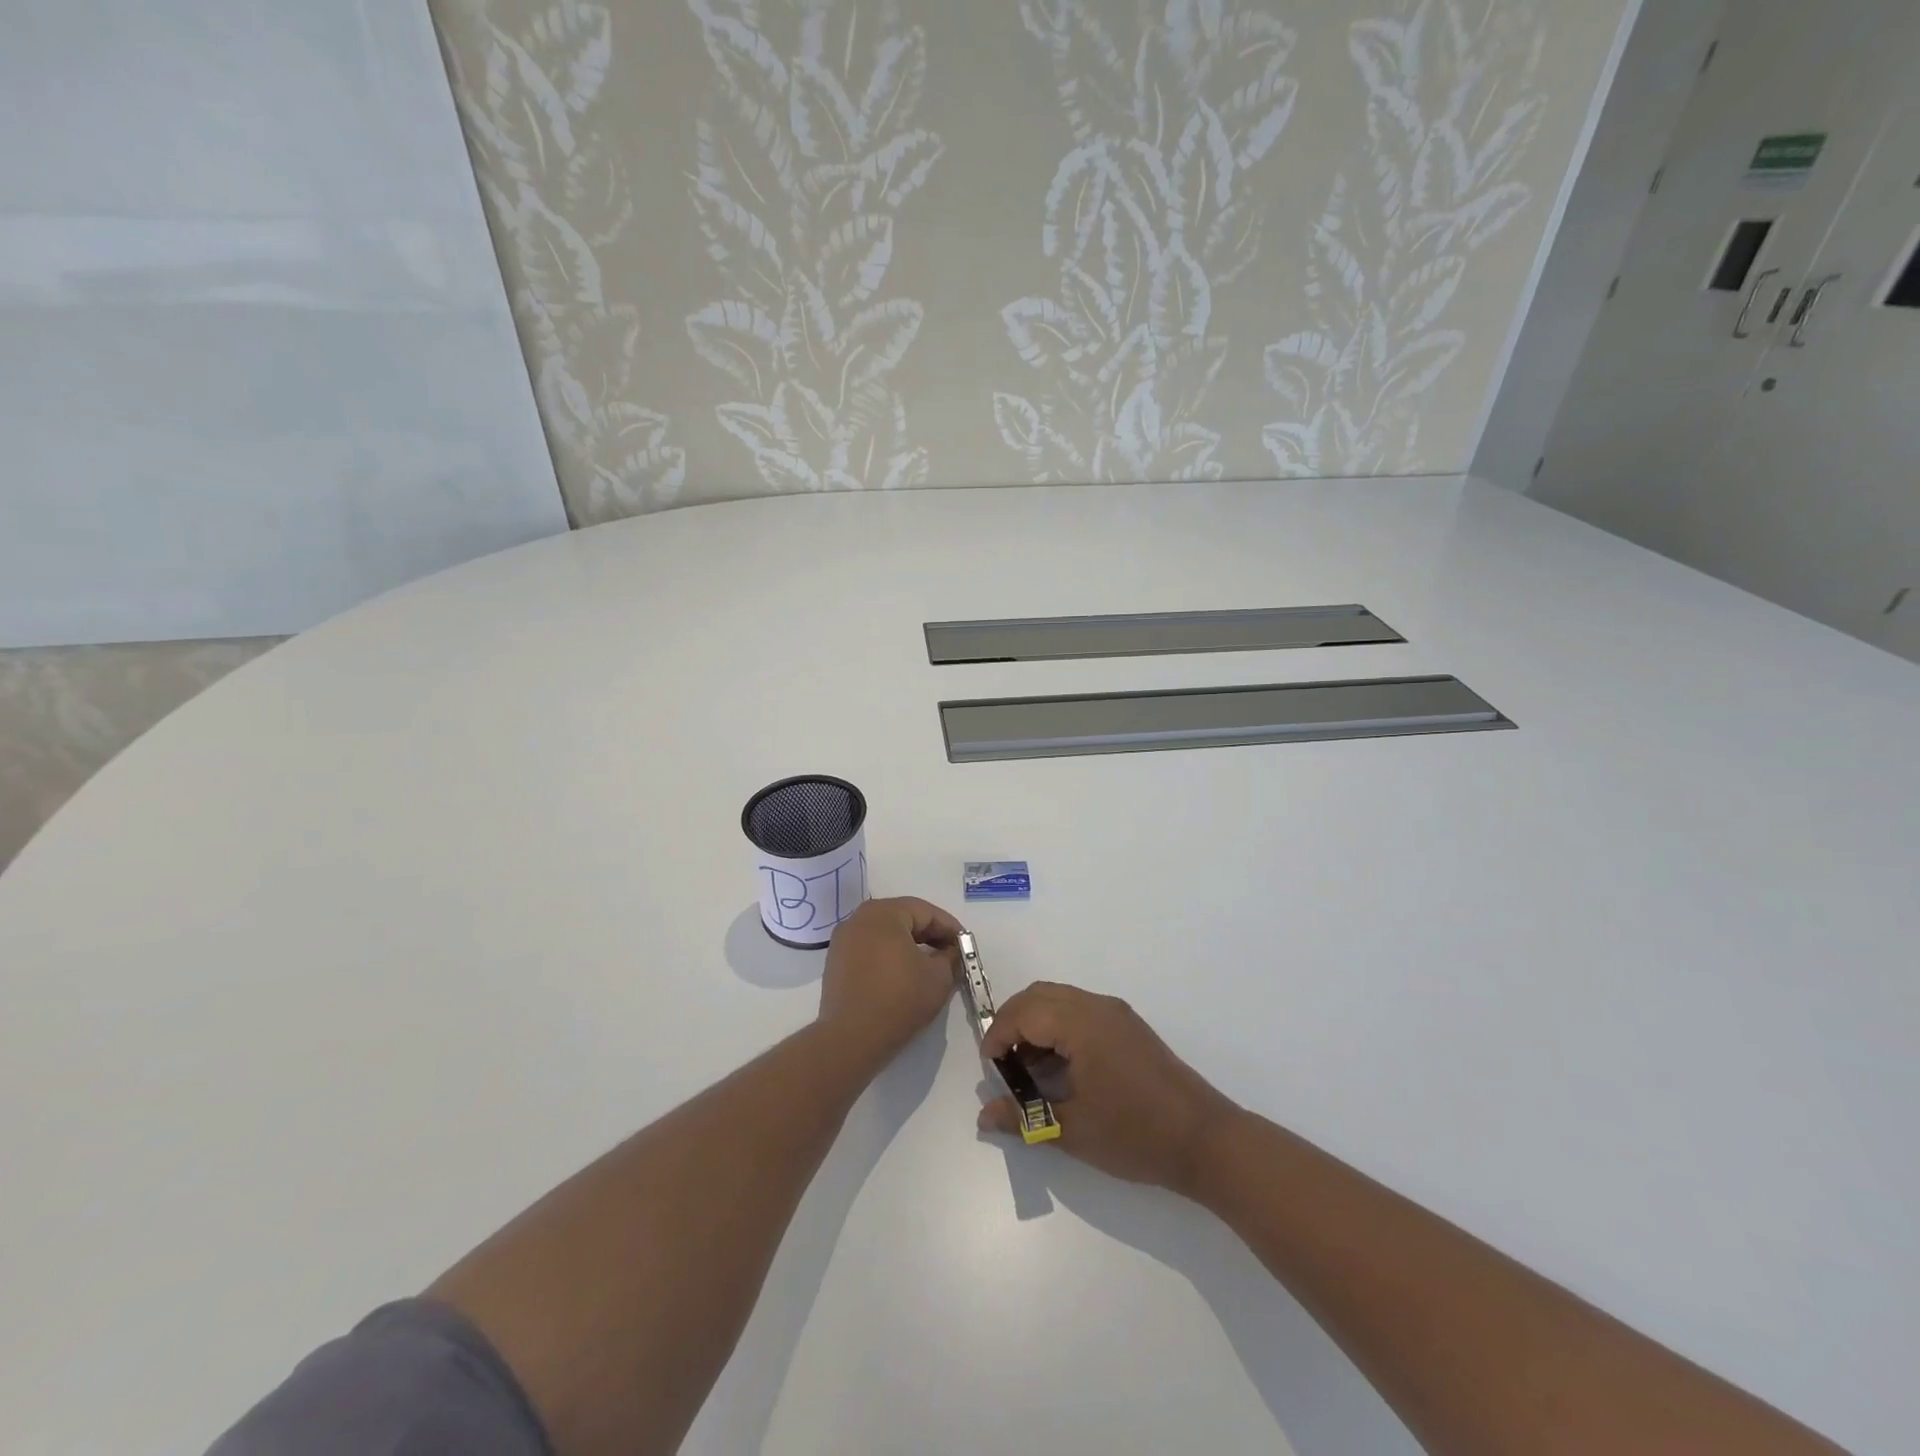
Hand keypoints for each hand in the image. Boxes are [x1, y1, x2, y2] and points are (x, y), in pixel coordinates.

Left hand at [818, 897, 962, 1067]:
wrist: (851, 1039)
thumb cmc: (899, 1000)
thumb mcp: (939, 978)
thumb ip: (951, 957)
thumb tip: (951, 952)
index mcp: (884, 913)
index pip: (926, 911)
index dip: (950, 928)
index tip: (965, 946)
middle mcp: (859, 918)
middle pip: (903, 918)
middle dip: (930, 935)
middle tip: (950, 955)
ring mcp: (843, 940)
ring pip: (885, 934)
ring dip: (909, 945)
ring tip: (929, 966)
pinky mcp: (836, 962)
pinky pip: (870, 949)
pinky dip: (889, 956)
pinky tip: (903, 975)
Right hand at [978, 981, 1237, 1195]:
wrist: (1205, 1140)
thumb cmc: (1135, 1134)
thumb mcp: (1072, 1131)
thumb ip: (1023, 1118)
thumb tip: (984, 1115)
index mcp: (1081, 1023)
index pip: (1024, 1012)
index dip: (999, 1035)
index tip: (990, 1069)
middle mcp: (1097, 1006)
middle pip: (1040, 995)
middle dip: (1014, 1022)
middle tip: (1004, 1063)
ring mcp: (1116, 1013)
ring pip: (1060, 1000)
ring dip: (1037, 1023)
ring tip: (1029, 1069)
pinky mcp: (1129, 1026)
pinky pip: (1081, 1011)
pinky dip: (1059, 1027)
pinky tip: (1061, 1067)